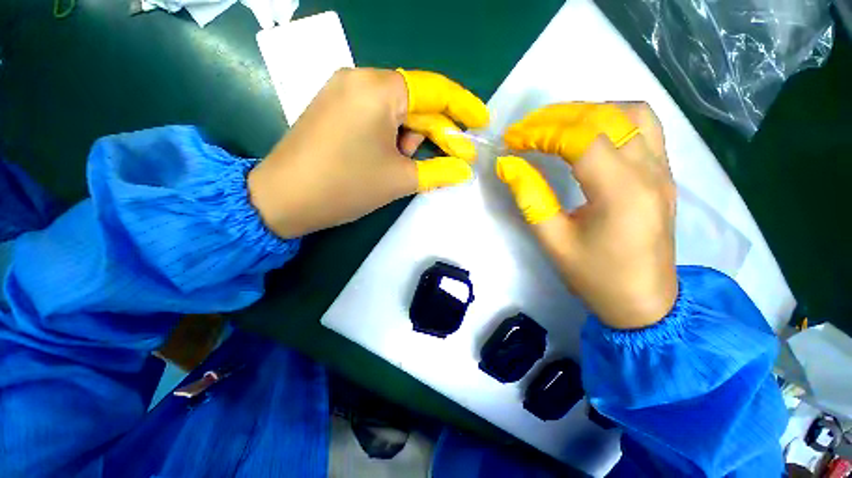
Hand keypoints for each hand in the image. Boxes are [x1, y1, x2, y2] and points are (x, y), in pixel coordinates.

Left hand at [248, 68, 488, 237]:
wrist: (282, 199)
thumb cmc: (345, 185)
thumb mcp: (399, 179)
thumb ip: (438, 171)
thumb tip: (465, 170)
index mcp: (379, 89)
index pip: (435, 90)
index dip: (463, 107)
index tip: (481, 122)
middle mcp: (361, 80)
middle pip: (415, 102)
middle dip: (438, 132)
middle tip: (457, 157)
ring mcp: (343, 92)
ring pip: (395, 112)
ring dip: (412, 139)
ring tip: (407, 166)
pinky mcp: (334, 109)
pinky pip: (376, 117)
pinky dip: (392, 137)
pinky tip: (390, 159)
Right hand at [496, 103, 676, 328]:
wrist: (645, 302)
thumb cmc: (595, 277)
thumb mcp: (553, 240)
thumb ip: (529, 197)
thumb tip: (507, 164)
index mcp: (620, 192)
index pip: (580, 139)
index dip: (540, 133)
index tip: (512, 140)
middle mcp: (649, 171)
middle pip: (605, 117)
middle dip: (558, 116)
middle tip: (526, 128)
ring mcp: (663, 169)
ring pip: (631, 112)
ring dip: (589, 111)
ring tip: (556, 125)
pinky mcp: (665, 174)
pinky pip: (645, 126)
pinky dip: (612, 118)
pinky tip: (590, 133)